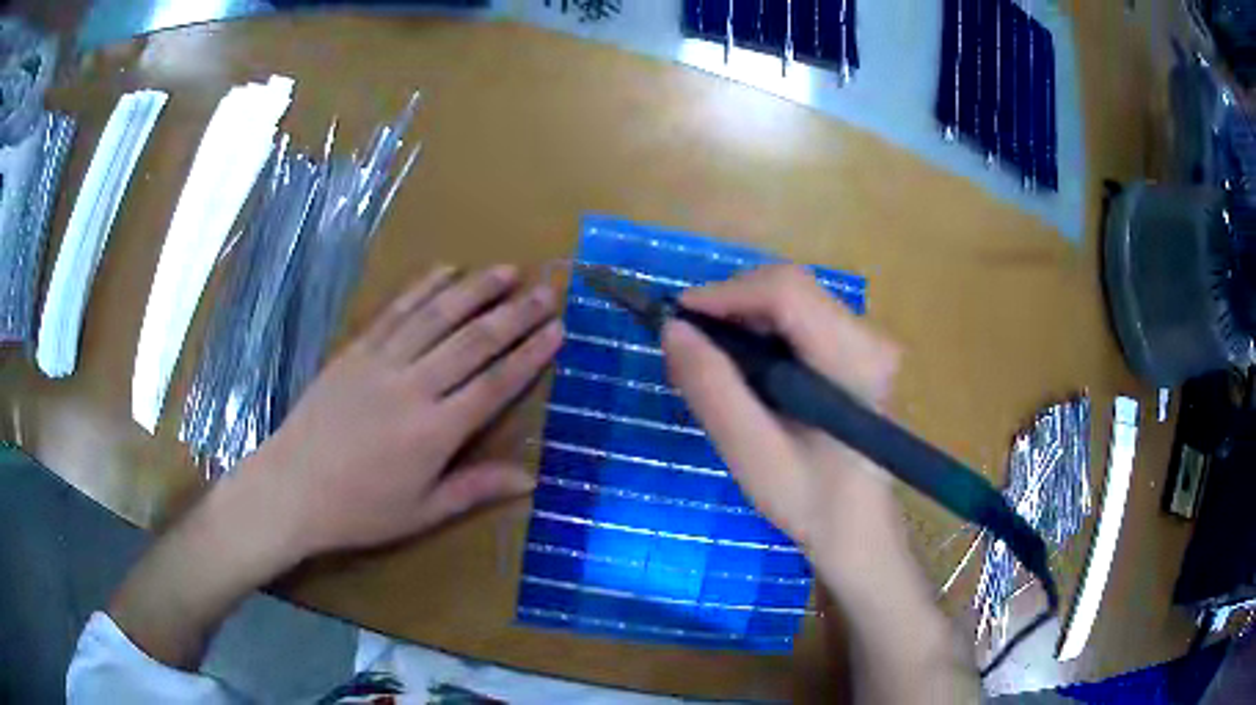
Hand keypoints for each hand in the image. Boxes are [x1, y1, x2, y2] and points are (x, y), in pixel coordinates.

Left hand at [244, 264, 562, 561]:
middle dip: (515, 314)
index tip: (558, 328)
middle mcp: (413, 388)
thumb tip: (532, 479)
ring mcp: (380, 363)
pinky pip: (394, 312)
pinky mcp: (355, 351)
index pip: (494, 385)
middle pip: (473, 342)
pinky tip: (445, 270)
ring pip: (436, 316)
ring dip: (475, 290)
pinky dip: (421, 288)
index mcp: (435, 432)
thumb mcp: (422, 512)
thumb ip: (475, 488)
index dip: (530, 355)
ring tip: (507, 271)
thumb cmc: (359, 510)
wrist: (292, 488)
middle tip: (547, 288)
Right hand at [664, 266, 977, 701]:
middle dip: (731, 306)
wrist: (859, 530)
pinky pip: (800, 319)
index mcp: (854, 360)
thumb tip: (671, 329)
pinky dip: (762, 332)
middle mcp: (869, 336)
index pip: (786, 291)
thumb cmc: (811, 502)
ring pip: (792, 299)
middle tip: (690, 348)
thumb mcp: (753, 455)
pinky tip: (746, 370)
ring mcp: (867, 340)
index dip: (726, 294)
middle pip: (789, 287)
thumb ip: (713, 390)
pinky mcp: (857, 350)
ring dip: (744, 319)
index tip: (677, 321)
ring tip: (712, 362)